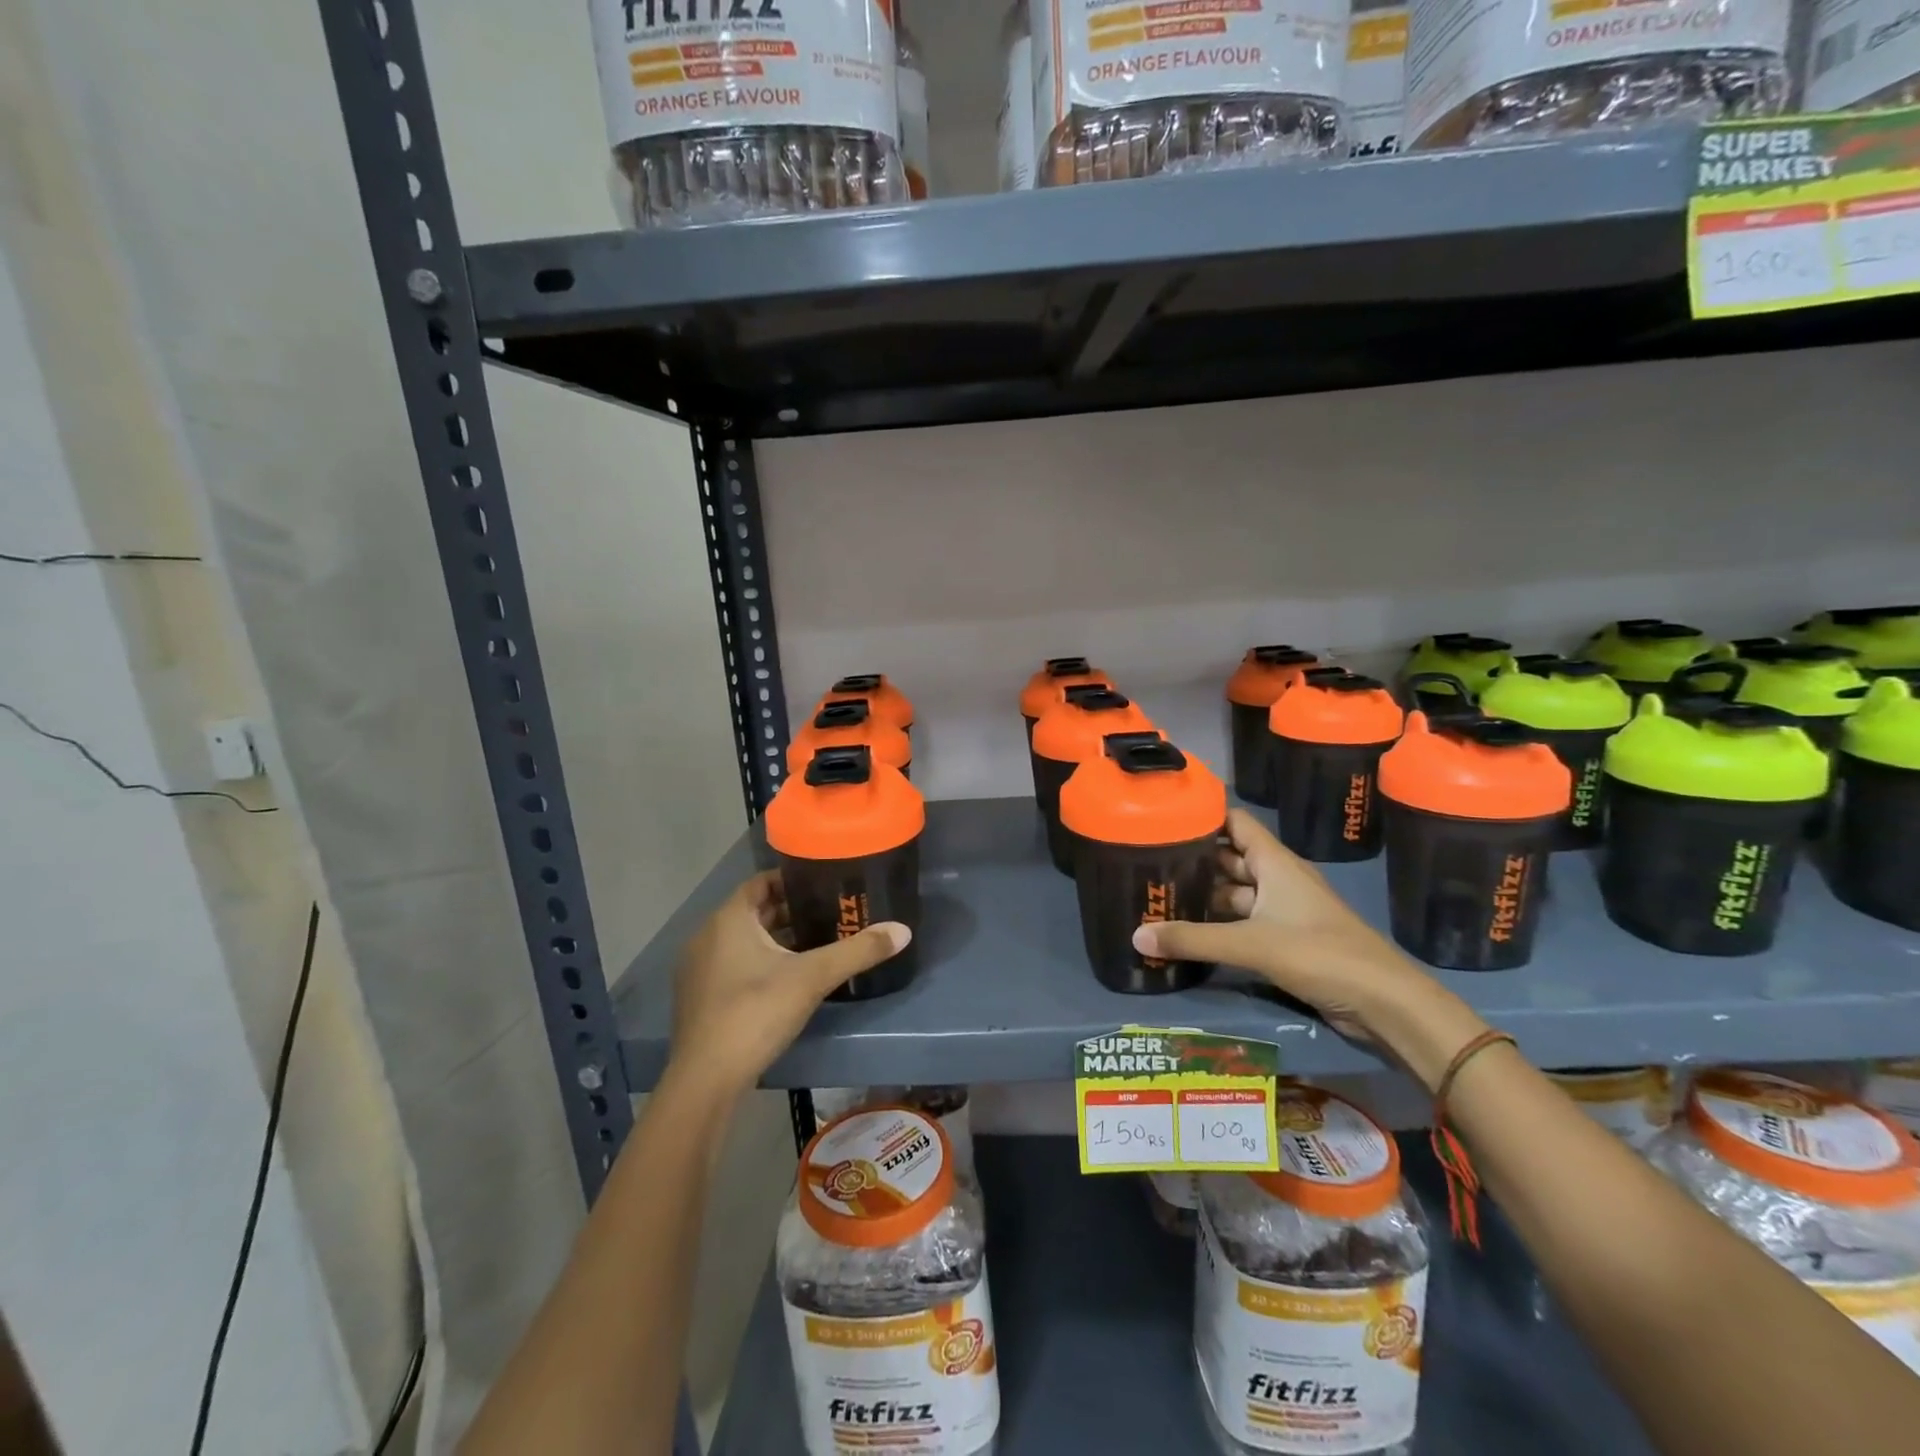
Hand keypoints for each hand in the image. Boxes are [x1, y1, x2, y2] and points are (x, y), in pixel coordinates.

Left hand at [669, 872, 910, 1096]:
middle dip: (791, 911)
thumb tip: (903, 931)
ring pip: (743, 940)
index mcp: (729, 919)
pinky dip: (759, 962)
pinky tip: (788, 979)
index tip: (824, 885)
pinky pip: (733, 964)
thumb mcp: (813, 977)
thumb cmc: (756, 1012)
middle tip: (830, 914)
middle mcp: (707, 936)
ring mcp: (698, 969)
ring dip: (776, 939)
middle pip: (754, 911)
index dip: (792, 880)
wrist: (706, 1080)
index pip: (760, 882)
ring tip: (816, 944)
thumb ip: (858, 951)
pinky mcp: (699, 998)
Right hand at [1132, 810, 1485, 1081]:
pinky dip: (1219, 926)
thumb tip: (1135, 937)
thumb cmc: (1321, 955)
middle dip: (1194, 861)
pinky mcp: (1287, 941)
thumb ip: (1193, 940)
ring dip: (1204, 897)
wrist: (1385, 1004)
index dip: (1203, 817)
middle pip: (1230, 859)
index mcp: (1275, 863)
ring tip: (1160, 899)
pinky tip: (1190, 934)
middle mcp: (1278, 880)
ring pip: (1236, 894)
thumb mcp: (1251, 944)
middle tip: (1148, 864)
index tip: (1163, 819)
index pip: (1234, 823)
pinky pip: (1244, 924)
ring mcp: (1284, 912)